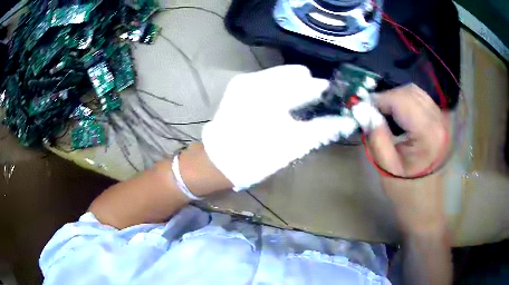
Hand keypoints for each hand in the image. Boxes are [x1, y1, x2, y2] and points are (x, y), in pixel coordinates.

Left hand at [202, 65, 359, 190]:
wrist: (218, 161)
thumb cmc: (256, 157)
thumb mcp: (293, 145)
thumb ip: (322, 129)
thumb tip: (346, 120)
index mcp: (272, 94)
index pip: (309, 82)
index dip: (324, 91)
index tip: (331, 101)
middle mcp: (258, 78)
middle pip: (297, 73)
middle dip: (309, 88)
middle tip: (311, 108)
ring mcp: (246, 79)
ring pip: (282, 75)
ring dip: (294, 88)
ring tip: (294, 108)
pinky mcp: (239, 84)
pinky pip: (268, 79)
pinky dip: (279, 89)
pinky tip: (277, 106)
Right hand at [368, 84, 448, 234]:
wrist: (426, 209)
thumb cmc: (406, 194)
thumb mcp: (386, 167)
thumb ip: (375, 134)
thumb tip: (362, 109)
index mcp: (427, 133)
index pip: (401, 99)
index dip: (379, 99)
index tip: (362, 107)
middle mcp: (439, 121)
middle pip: (410, 91)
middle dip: (387, 96)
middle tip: (371, 111)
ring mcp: (442, 121)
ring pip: (416, 92)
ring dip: (397, 98)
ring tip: (383, 113)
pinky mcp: (441, 124)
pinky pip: (422, 100)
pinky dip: (407, 102)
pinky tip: (398, 115)